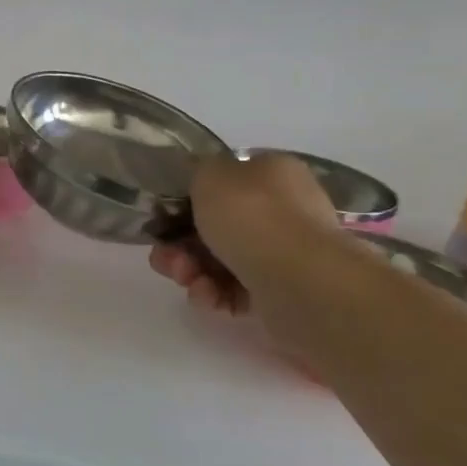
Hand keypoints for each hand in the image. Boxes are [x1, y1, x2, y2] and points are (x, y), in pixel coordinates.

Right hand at [149, 152, 337, 314]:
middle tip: (166, 255)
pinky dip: (214, 293)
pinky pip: (235, 289)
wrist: (300, 281)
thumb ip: (197, 170)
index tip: (165, 214)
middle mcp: (283, 210)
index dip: (189, 196)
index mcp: (273, 173)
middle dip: (181, 242)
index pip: (225, 179)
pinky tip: (206, 295)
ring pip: (220, 259)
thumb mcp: (209, 173)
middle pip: (215, 224)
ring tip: (184, 278)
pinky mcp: (281, 292)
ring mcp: (284, 253)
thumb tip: (200, 178)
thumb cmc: (252, 216)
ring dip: (191, 269)